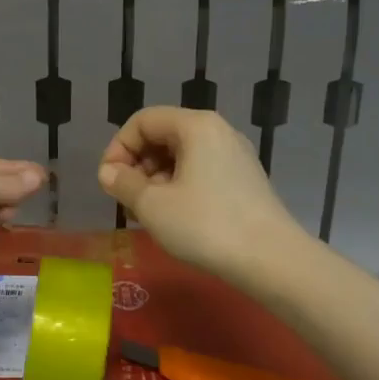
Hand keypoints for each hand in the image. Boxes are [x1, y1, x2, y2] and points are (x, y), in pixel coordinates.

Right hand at [98, 108, 307, 282]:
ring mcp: (235, 155)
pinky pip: (201, 172)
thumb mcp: (152, 205)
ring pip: (182, 156)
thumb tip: (108, 172)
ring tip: (148, 214)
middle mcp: (218, 131)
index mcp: (196, 126)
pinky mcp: (245, 180)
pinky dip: (180, 187)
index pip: (143, 121)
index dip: (118, 147)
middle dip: (137, 165)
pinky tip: (175, 218)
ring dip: (156, 180)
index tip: (109, 182)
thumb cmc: (205, 225)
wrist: (270, 259)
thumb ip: (123, 183)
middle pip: (163, 135)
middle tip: (127, 201)